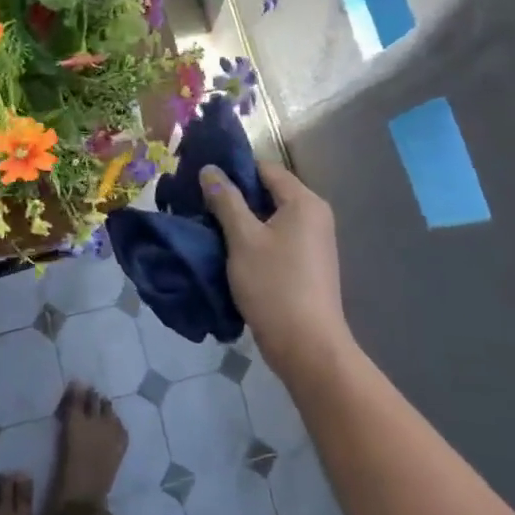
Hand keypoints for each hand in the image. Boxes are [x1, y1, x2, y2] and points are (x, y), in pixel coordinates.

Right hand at [200, 160, 352, 385]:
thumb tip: (210, 169)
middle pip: (269, 193)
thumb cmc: (274, 285)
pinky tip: (228, 250)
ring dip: (241, 221)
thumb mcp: (243, 239)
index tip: (202, 179)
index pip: (265, 169)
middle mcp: (314, 216)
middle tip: (199, 203)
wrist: (306, 346)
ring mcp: (313, 242)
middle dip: (234, 197)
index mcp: (304, 202)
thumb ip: (226, 200)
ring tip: (208, 226)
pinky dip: (254, 240)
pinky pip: (276, 239)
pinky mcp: (307, 265)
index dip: (233, 170)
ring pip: (270, 218)